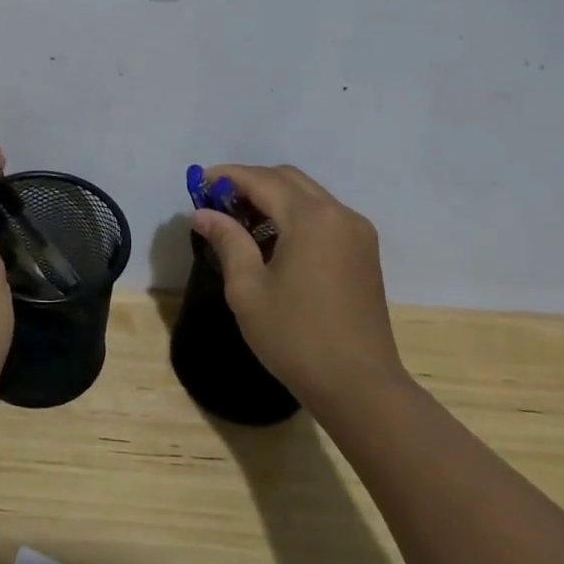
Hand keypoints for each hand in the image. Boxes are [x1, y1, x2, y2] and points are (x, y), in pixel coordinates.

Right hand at [191, 165, 406, 411]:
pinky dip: (295, 214)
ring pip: (309, 195)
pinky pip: (324, 215)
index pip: (262, 180)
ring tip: (241, 220)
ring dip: (274, 197)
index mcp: (311, 219)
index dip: (227, 176)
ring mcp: (357, 232)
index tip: (198, 183)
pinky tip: (274, 239)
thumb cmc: (296, 338)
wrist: (360, 387)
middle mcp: (339, 214)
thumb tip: (203, 213)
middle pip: (288, 179)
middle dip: (250, 182)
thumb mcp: (248, 290)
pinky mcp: (365, 252)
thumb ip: (227, 241)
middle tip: (217, 202)